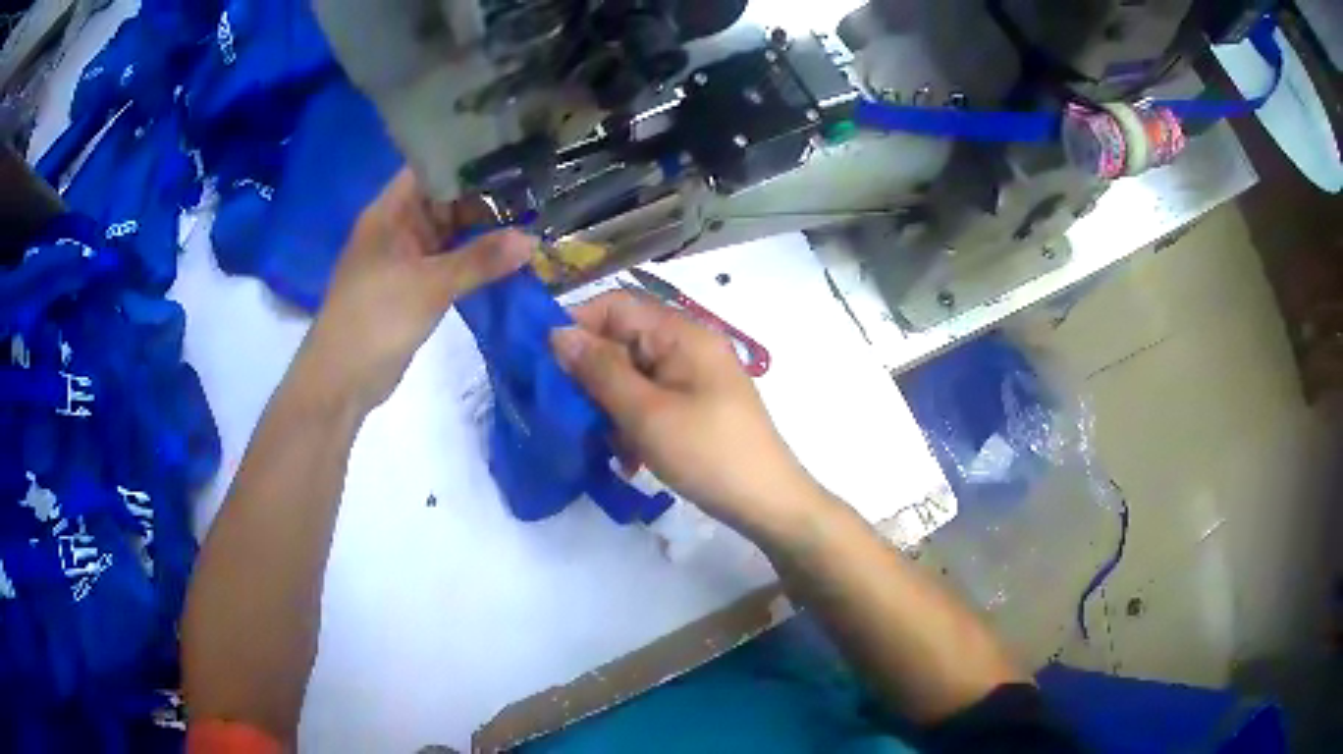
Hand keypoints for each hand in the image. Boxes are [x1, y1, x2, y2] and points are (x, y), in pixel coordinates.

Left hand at [302, 169, 531, 411]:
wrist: (342, 381)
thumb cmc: (375, 320)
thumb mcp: (430, 286)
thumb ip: (480, 260)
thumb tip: (531, 241)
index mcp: (391, 212)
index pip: (432, 167)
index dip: (470, 158)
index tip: (515, 153)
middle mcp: (399, 227)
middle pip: (445, 199)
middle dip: (487, 196)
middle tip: (537, 189)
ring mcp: (406, 257)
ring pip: (450, 233)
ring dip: (484, 230)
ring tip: (534, 218)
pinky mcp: (413, 286)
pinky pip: (449, 262)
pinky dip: (475, 260)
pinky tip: (508, 257)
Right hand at [551, 290, 823, 536]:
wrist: (768, 503)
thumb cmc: (707, 453)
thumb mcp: (646, 413)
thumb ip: (600, 370)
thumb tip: (558, 333)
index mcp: (682, 333)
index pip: (616, 305)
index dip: (577, 324)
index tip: (543, 362)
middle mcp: (688, 345)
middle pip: (623, 341)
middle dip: (591, 374)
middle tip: (567, 412)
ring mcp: (694, 377)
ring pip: (632, 375)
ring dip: (610, 404)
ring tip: (603, 443)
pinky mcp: (696, 406)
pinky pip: (651, 400)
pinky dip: (632, 422)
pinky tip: (627, 456)